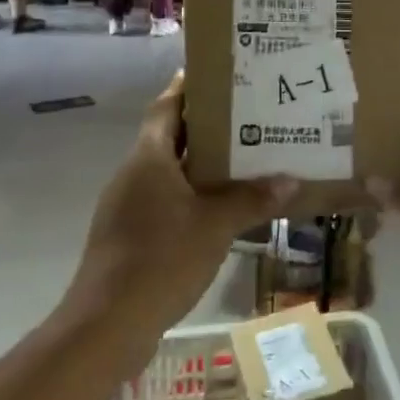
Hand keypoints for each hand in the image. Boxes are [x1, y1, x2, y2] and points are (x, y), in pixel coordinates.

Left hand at [66, 73, 292, 333]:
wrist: (107, 324)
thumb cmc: (161, 259)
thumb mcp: (216, 225)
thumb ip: (252, 199)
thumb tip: (292, 181)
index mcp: (149, 158)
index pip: (166, 107)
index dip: (187, 88)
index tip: (218, 75)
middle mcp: (134, 175)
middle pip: (170, 137)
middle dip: (206, 126)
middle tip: (249, 116)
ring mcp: (127, 207)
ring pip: (169, 171)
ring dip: (202, 164)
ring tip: (245, 158)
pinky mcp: (129, 236)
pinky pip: (166, 201)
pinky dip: (193, 195)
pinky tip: (222, 208)